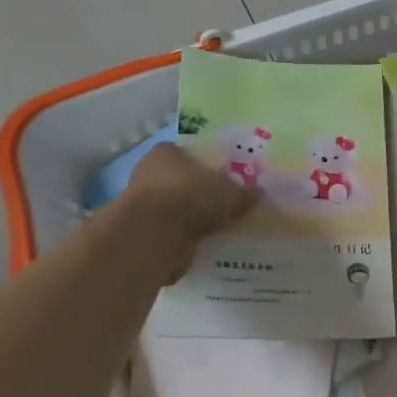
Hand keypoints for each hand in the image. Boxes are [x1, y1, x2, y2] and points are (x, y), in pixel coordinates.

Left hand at [122, 143, 260, 275]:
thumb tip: (259, 193)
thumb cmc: (192, 197)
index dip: (205, 164)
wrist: (153, 235)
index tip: (222, 177)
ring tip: (214, 226)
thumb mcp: (231, 193)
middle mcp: (147, 172)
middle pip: (178, 180)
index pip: (186, 152)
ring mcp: (138, 203)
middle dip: (196, 191)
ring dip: (188, 216)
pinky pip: (166, 231)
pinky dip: (180, 237)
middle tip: (221, 203)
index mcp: (167, 152)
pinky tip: (199, 244)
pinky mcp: (138, 231)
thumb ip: (244, 193)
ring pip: (171, 206)